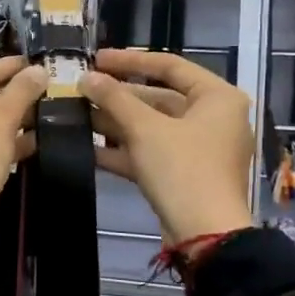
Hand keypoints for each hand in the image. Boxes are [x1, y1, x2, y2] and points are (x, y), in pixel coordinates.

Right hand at [80, 49, 254, 246]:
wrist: (205, 236)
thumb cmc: (182, 169)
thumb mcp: (145, 129)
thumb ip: (114, 98)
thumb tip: (86, 78)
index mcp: (217, 97)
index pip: (170, 66)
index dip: (130, 60)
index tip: (97, 59)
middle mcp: (213, 118)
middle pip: (159, 97)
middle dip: (118, 97)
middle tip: (82, 90)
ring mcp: (200, 148)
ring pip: (152, 127)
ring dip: (115, 123)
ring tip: (77, 116)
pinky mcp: (185, 174)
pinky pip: (151, 152)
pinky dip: (123, 149)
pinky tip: (87, 148)